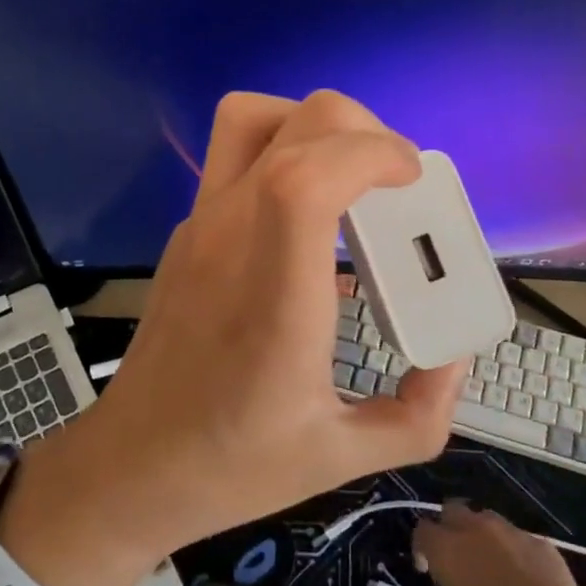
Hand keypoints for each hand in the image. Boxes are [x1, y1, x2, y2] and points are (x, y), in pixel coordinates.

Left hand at [0, 91, 468, 585]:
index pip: (305, 178)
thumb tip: (454, 357)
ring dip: (311, 126)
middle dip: (360, 130)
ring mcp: (200, 227)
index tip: (410, 178)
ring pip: (248, 119)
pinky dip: (285, 156)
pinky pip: (236, 158)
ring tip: (349, 178)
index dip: (369, 152)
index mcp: (274, 294)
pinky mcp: (188, 232)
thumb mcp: (342, 457)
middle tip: (393, 182)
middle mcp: (230, 239)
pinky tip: (307, 221)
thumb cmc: (231, 464)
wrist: (131, 466)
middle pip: (290, 122)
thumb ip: (418, 413)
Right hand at [414, 502, 585, 585]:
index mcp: (446, 547)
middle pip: (451, 510)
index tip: (427, 571)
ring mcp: (509, 530)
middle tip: (455, 558)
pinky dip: (514, 550)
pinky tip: (523, 576)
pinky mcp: (539, 540)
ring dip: (481, 534)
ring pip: (485, 518)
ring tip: (489, 563)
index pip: (422, 531)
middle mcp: (474, 528)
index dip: (420, 548)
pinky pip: (518, 538)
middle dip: (448, 528)